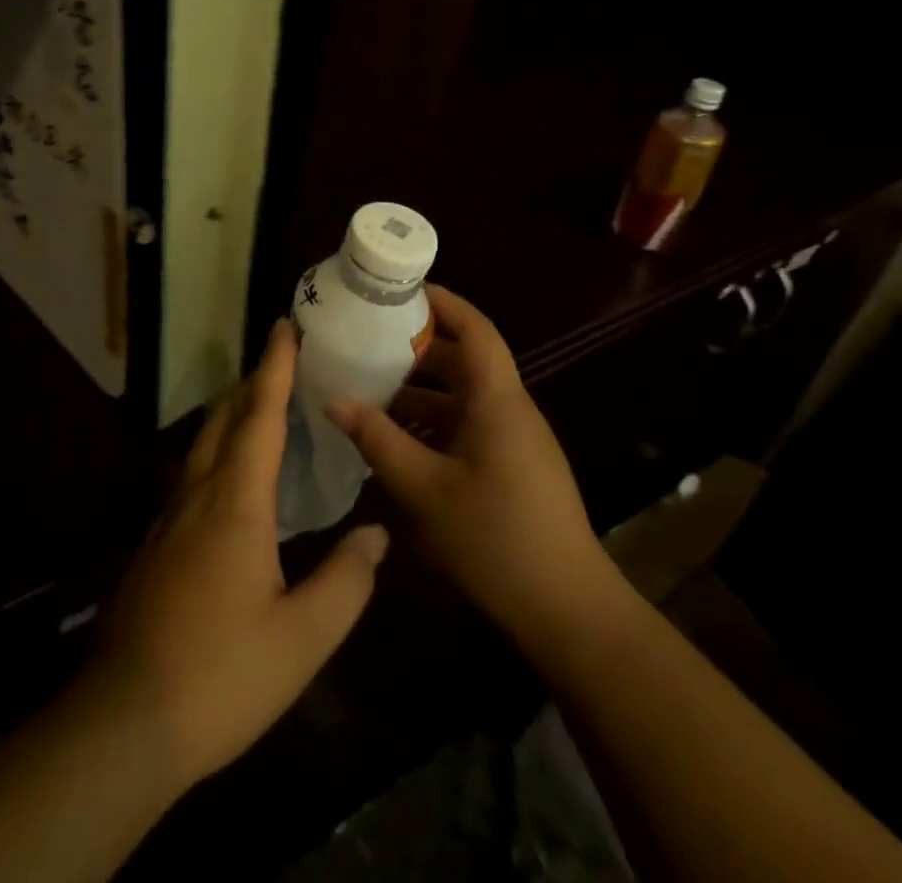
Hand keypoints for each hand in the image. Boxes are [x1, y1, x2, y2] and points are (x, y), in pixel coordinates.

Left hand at [86, 320, 388, 790]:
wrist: (125, 721)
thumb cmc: (222, 675)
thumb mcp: (302, 639)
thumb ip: (346, 581)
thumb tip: (376, 533)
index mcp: (236, 502)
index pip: (259, 416)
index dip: (274, 368)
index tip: (285, 327)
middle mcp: (198, 495)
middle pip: (225, 419)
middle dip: (253, 382)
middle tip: (283, 359)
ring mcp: (170, 518)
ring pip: (204, 444)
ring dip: (233, 414)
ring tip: (262, 404)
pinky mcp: (157, 544)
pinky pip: (192, 473)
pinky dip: (219, 450)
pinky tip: (232, 475)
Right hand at [328, 285, 623, 653]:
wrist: (566, 610)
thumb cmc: (495, 538)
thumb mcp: (425, 489)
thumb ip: (379, 440)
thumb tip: (335, 400)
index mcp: (498, 400)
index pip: (475, 328)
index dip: (442, 302)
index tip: (401, 290)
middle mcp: (510, 409)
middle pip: (465, 360)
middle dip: (419, 347)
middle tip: (370, 341)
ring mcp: (516, 440)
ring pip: (465, 397)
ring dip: (422, 391)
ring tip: (371, 389)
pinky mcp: (514, 468)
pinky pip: (470, 427)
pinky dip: (435, 423)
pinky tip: (399, 441)